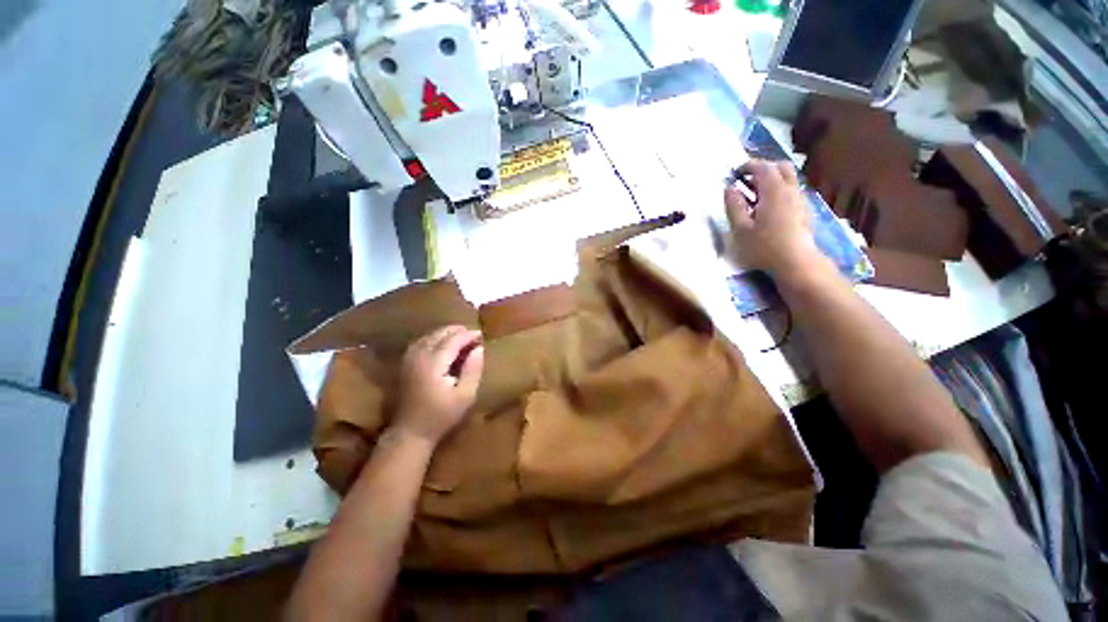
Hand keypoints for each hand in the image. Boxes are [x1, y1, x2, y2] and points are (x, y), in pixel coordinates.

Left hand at [393, 326, 484, 445]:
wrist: (410, 432)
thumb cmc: (441, 415)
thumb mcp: (465, 395)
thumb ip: (473, 369)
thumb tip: (479, 348)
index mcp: (434, 363)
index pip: (453, 340)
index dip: (468, 335)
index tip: (481, 334)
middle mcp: (419, 356)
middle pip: (439, 334)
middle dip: (457, 331)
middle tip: (472, 333)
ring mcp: (409, 359)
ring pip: (428, 336)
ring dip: (445, 332)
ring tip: (460, 334)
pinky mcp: (404, 364)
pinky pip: (420, 342)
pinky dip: (433, 338)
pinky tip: (441, 342)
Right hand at [725, 160, 821, 278]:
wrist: (796, 263)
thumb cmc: (764, 247)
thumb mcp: (740, 229)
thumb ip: (734, 206)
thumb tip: (729, 189)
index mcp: (774, 191)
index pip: (763, 167)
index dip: (748, 166)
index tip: (735, 172)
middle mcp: (790, 191)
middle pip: (781, 167)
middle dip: (764, 168)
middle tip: (747, 180)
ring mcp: (800, 201)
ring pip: (789, 180)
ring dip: (772, 180)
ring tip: (755, 195)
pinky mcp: (804, 211)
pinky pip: (792, 192)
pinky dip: (779, 191)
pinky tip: (769, 208)